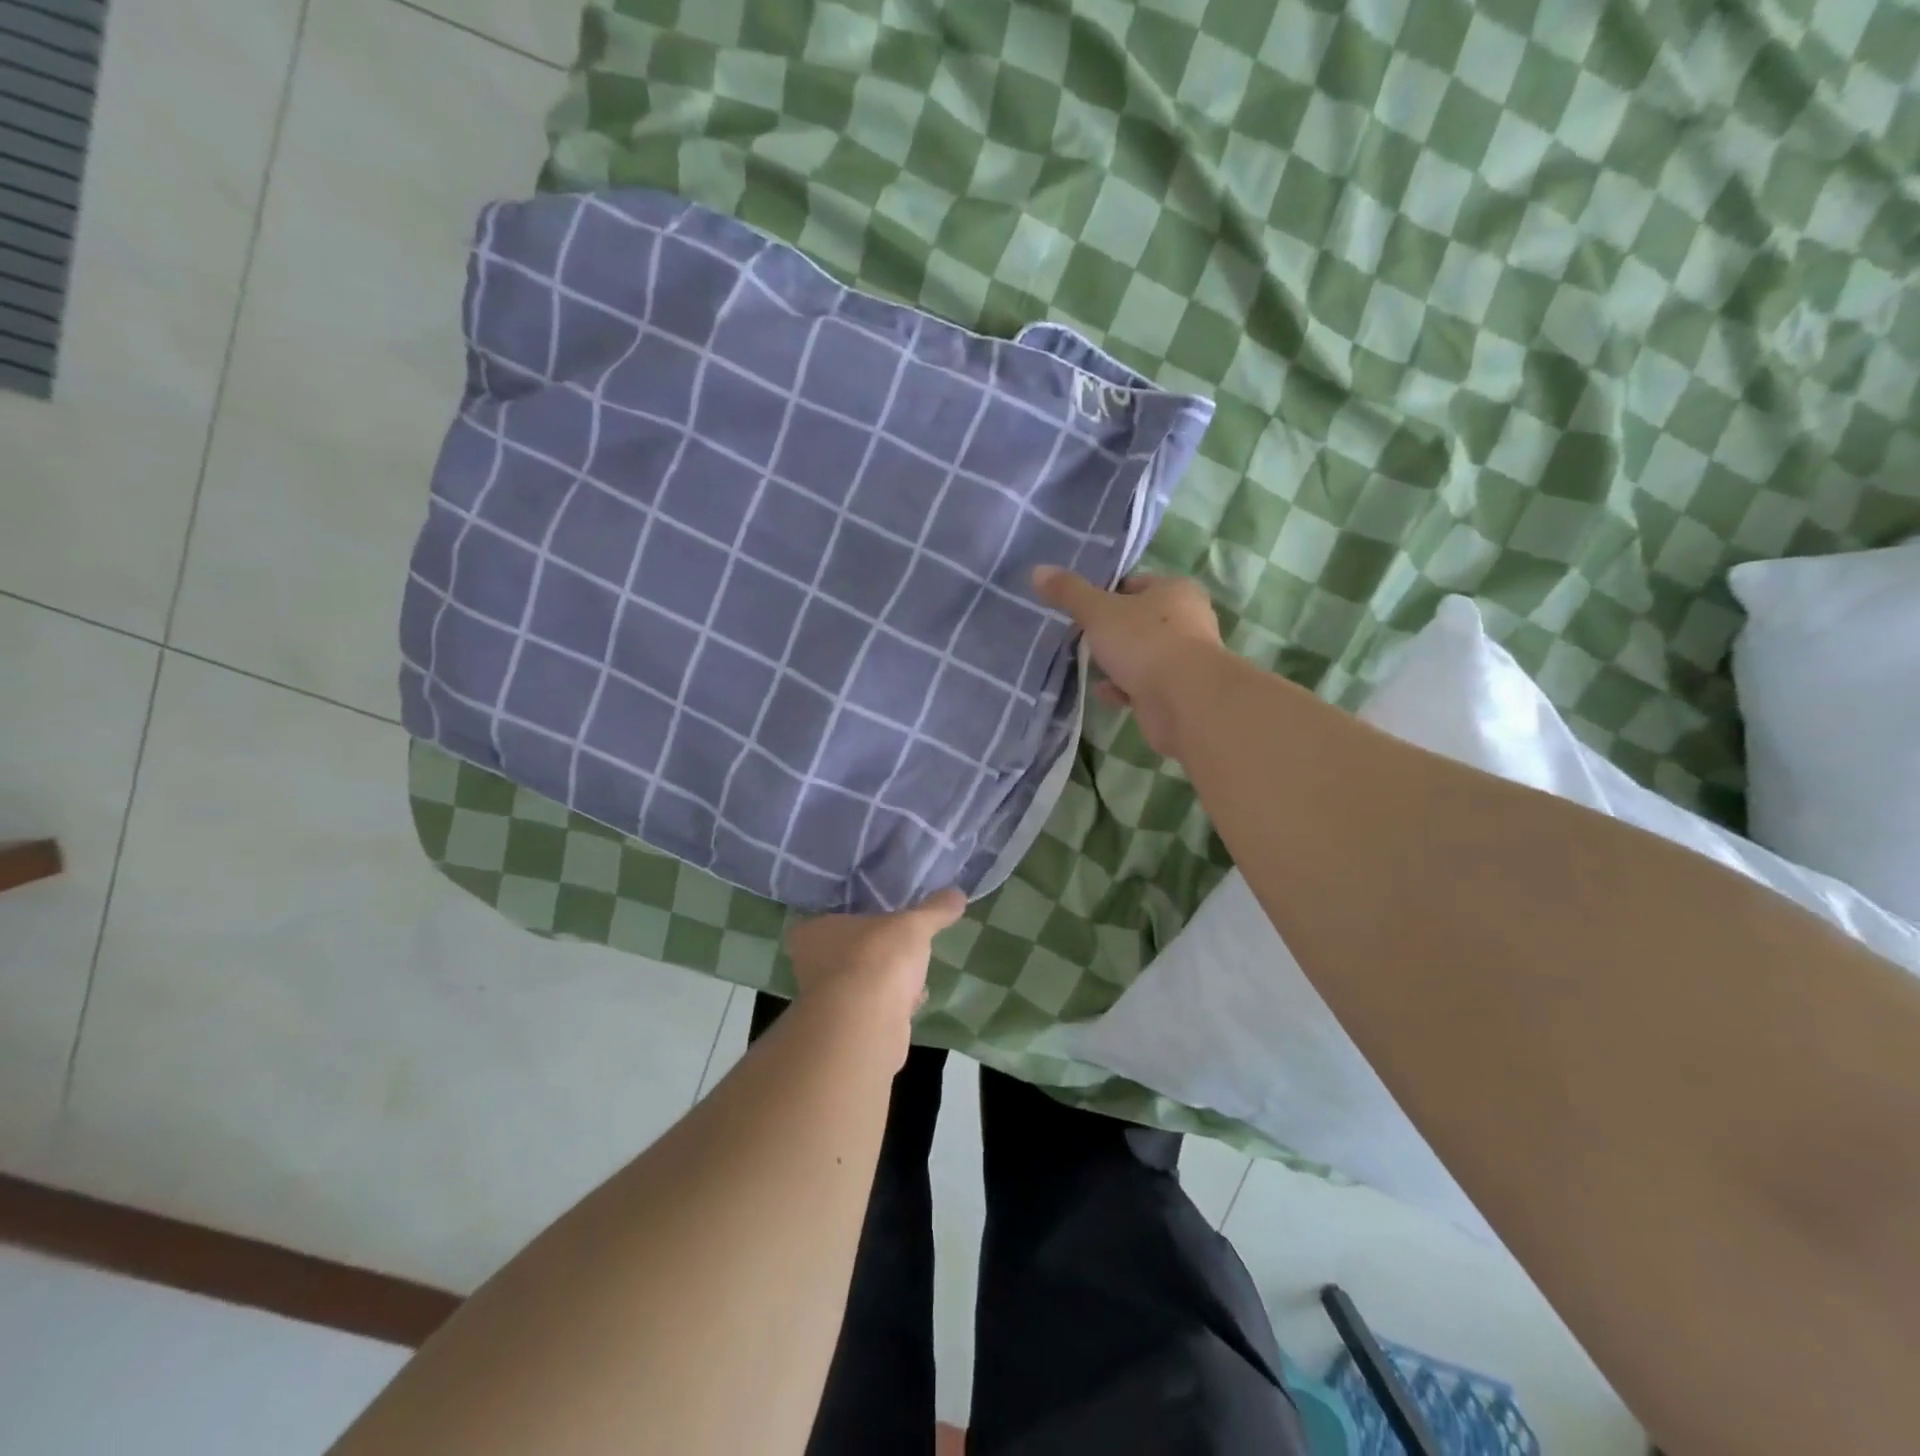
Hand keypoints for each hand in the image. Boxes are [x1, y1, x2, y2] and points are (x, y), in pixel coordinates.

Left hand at [786, 889, 966, 1061]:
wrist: (864, 1024)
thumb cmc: (876, 958)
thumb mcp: (913, 925)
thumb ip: (934, 910)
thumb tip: (957, 893)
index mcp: (813, 932)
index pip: (832, 921)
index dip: (858, 923)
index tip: (883, 924)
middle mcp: (809, 967)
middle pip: (846, 955)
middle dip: (874, 956)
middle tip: (901, 950)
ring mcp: (824, 1004)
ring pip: (858, 986)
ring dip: (884, 984)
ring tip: (914, 979)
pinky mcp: (843, 1032)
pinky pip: (870, 1012)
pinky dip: (889, 1009)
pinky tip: (911, 1005)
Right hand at [1032, 567, 1225, 759]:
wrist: (1185, 701)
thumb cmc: (1145, 642)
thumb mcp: (1099, 611)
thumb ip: (1069, 592)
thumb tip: (1038, 570)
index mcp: (1175, 590)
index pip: (1135, 584)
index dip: (1107, 593)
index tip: (1081, 608)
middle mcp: (1187, 620)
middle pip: (1140, 619)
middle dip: (1111, 629)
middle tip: (1081, 636)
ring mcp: (1185, 659)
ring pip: (1143, 653)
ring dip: (1118, 660)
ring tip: (1087, 664)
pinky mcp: (1178, 692)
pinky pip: (1144, 684)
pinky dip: (1123, 686)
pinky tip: (1102, 690)